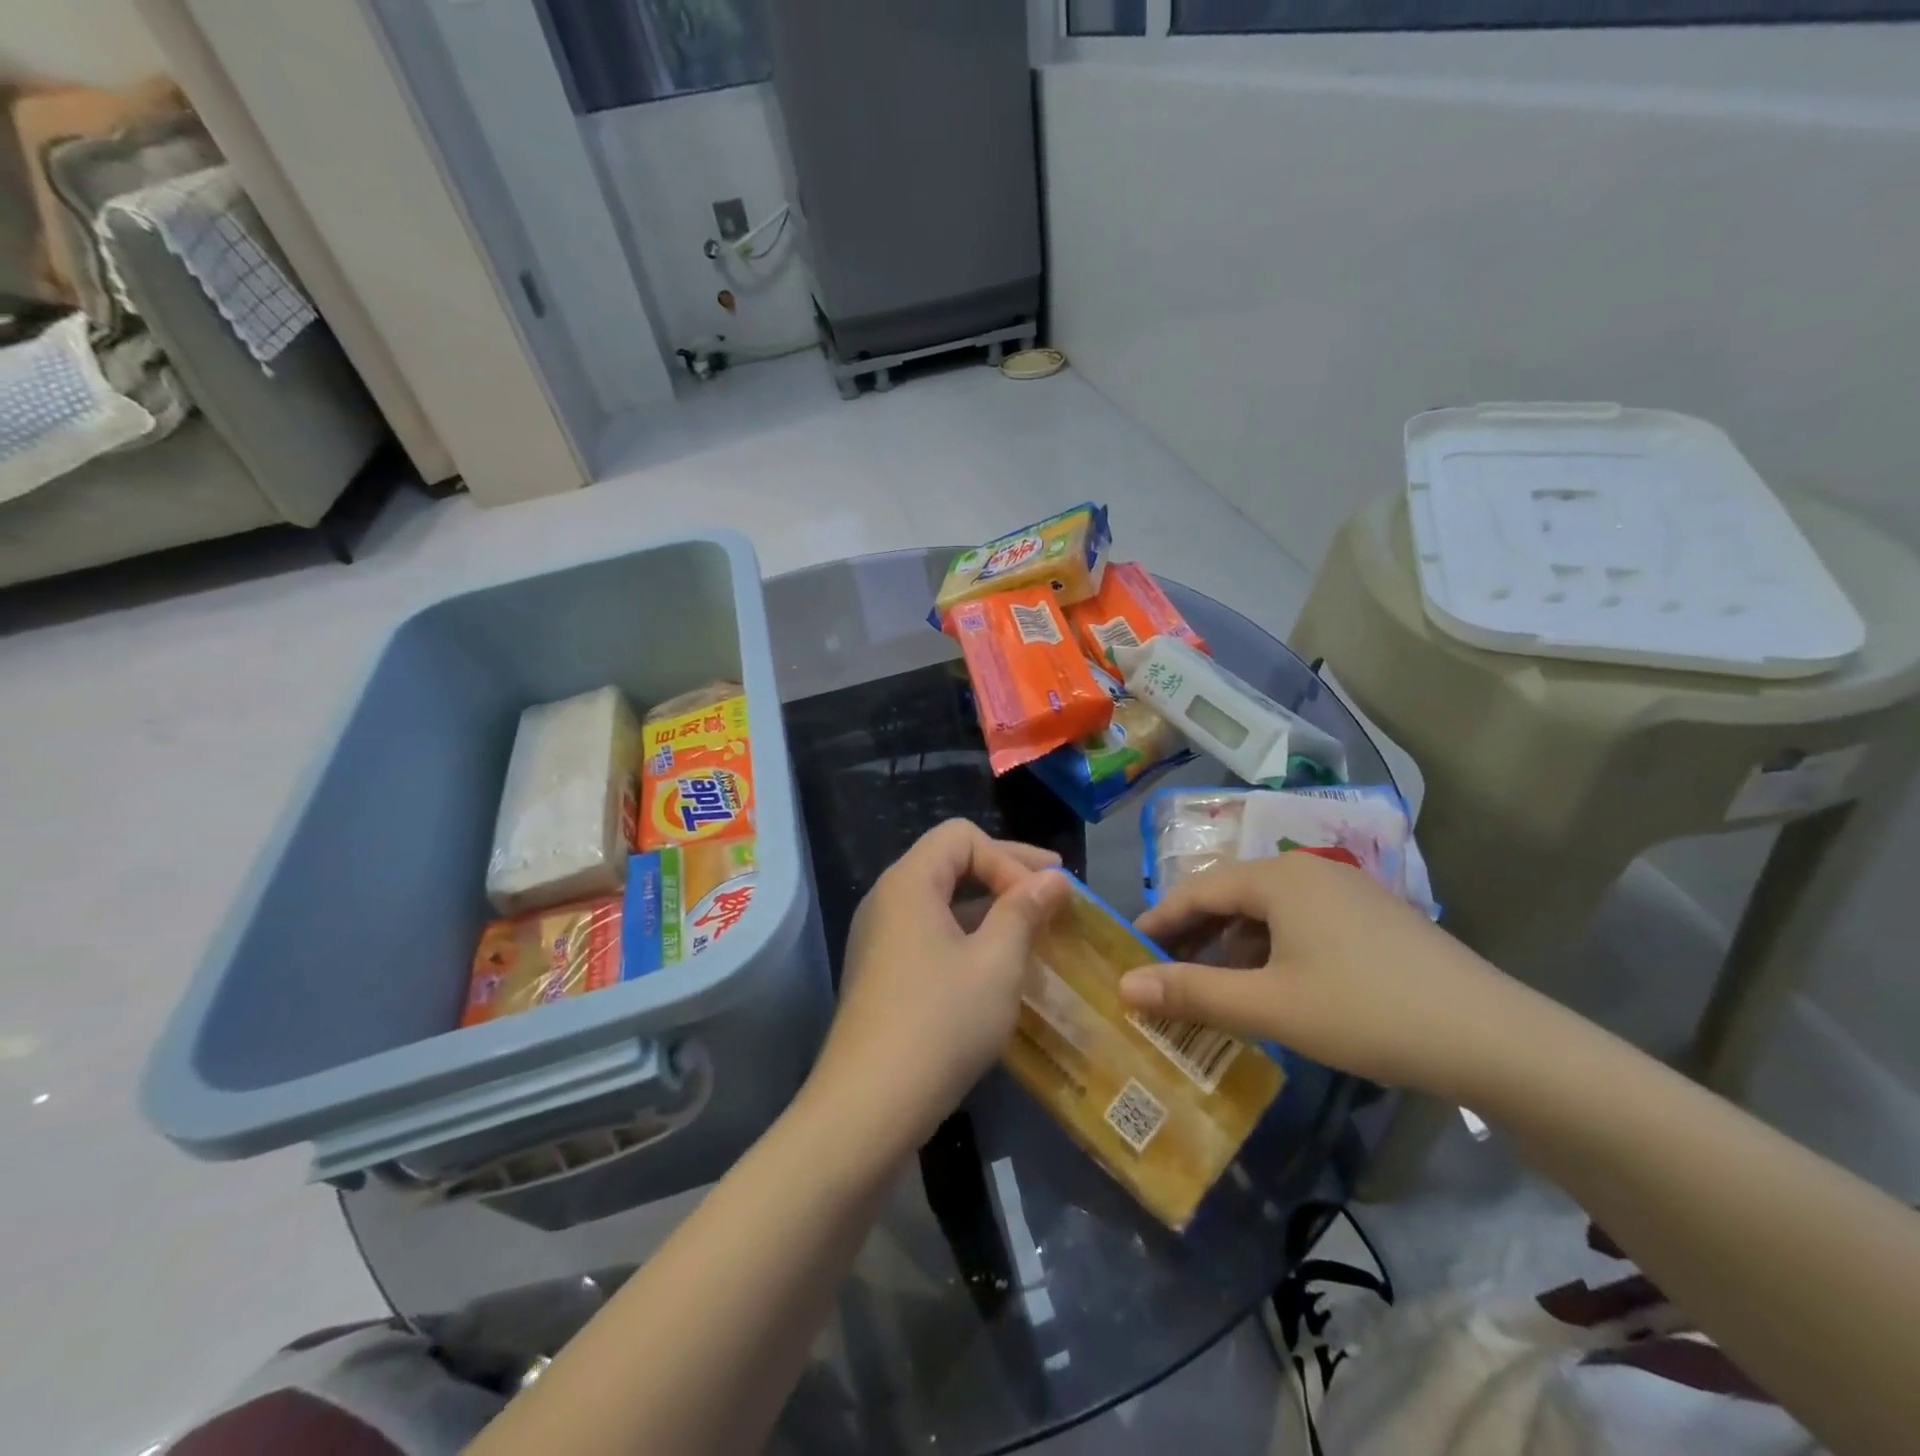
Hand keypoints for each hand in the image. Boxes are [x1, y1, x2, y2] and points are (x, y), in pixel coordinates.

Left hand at [806, 820, 1069, 1154]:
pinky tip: (998, 969)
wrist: (868, 1107)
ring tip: (1033, 932)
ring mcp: (879, 938)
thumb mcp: (996, 963)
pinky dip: (969, 937)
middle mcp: (887, 900)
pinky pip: (931, 934)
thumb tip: (1052, 879)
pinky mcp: (882, 973)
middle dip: (1005, 873)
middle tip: (1054, 892)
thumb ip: (1024, 911)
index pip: (962, 836)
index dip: (1009, 857)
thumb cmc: (940, 1023)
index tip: (1042, 897)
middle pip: (950, 861)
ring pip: (942, 902)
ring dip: (991, 909)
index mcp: (909, 883)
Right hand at [1121, 854, 1538, 1104]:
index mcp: (1279, 877)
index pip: (1198, 890)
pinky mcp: (1374, 919)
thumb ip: (1192, 993)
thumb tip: (1124, 986)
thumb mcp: (1269, 1007)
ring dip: (1232, 947)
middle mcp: (1309, 870)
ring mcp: (1347, 891)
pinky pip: (1300, 925)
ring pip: (1267, 912)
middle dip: (1194, 935)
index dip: (1159, 920)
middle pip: (1232, 896)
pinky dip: (1271, 951)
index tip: (1129, 950)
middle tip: (1164, 974)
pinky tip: (1272, 988)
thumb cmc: (1366, 1012)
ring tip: (1211, 988)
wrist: (1495, 1039)